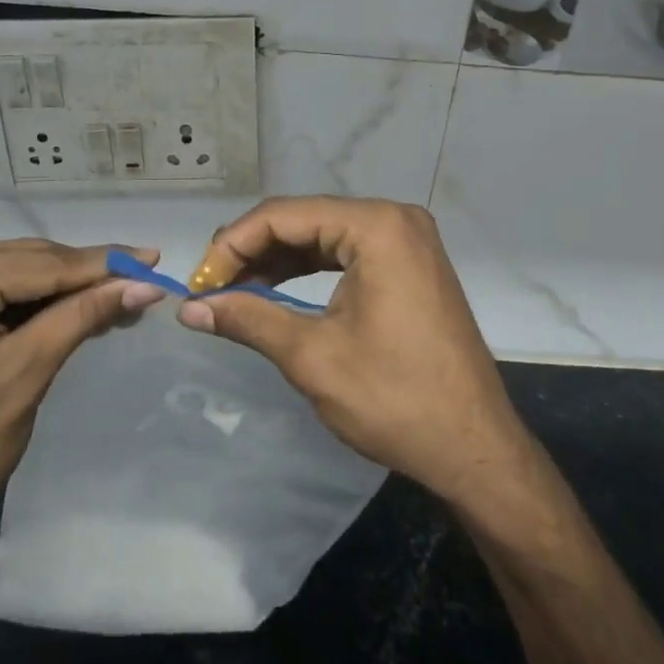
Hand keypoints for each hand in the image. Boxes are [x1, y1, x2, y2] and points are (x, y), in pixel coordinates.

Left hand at [0, 239, 166, 558]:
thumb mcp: (23, 376)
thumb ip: (82, 316)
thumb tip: (145, 285)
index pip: (35, 264)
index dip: (101, 263)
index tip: (153, 257)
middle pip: (18, 261)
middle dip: (81, 275)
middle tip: (141, 281)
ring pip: (4, 271)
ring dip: (57, 287)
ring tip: (116, 294)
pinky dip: (24, 300)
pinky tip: (67, 306)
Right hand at [177, 197, 529, 505]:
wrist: (474, 448)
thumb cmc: (395, 399)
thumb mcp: (312, 357)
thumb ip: (248, 319)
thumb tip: (189, 308)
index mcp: (377, 227)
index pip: (284, 215)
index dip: (232, 245)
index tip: (198, 283)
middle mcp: (395, 219)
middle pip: (303, 219)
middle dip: (252, 251)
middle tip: (211, 288)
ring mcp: (407, 241)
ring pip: (323, 236)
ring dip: (277, 261)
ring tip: (234, 291)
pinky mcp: (410, 265)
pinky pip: (346, 253)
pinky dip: (308, 270)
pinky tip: (275, 291)